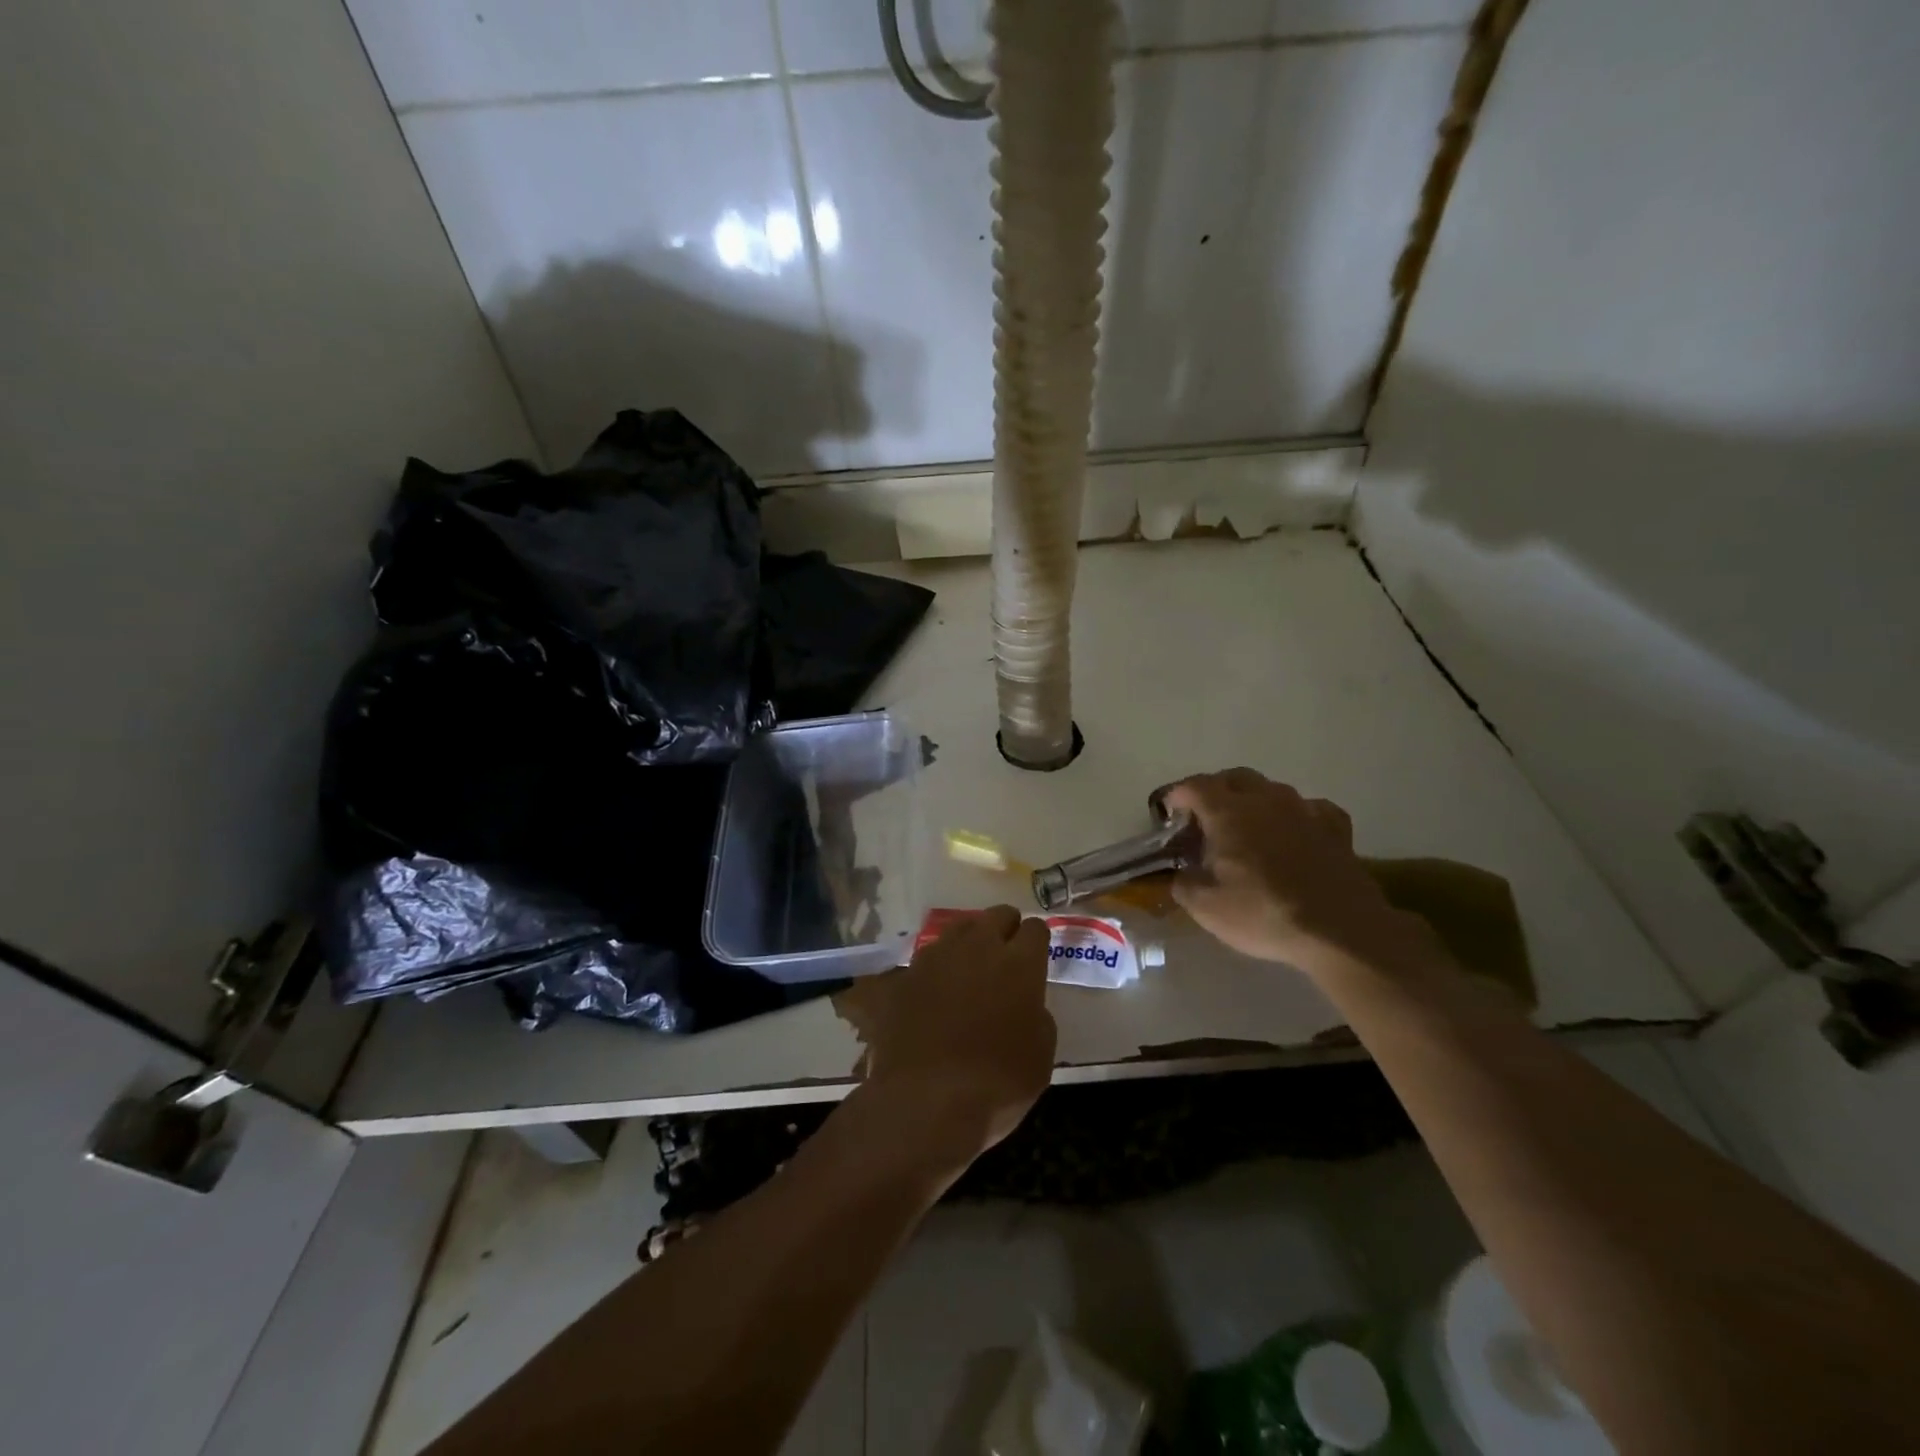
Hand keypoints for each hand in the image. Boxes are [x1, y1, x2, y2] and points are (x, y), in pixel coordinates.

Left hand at [854, 906, 1055, 1162]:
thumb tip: (1024, 1004)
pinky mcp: (902, 977)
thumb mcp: (1041, 1054)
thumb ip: (1036, 1015)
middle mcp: (977, 947)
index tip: (1035, 955)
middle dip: (1004, 928)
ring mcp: (934, 958)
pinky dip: (929, 973)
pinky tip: (927, 994)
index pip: (1034, 929)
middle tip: (1006, 954)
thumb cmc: (998, 1083)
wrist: (926, 1101)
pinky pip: (921, 962)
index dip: (1036, 941)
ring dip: (967, 943)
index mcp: (1019, 963)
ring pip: (956, 930)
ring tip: (966, 969)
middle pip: (996, 916)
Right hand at [1162, 769, 1422, 976]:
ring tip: (1247, 829)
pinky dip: (1294, 815)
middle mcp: (1265, 799)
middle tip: (1204, 819)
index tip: (1168, 814)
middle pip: (1233, 777)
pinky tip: (1294, 834)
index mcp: (1228, 812)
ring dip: (1253, 802)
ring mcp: (1304, 810)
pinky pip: (1309, 808)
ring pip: (1271, 789)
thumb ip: (1184, 883)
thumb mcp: (1206, 908)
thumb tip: (1181, 873)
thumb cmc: (1263, 914)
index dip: (1176, 796)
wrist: (1339, 931)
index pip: (1194, 786)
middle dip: (1214, 791)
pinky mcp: (1335, 828)